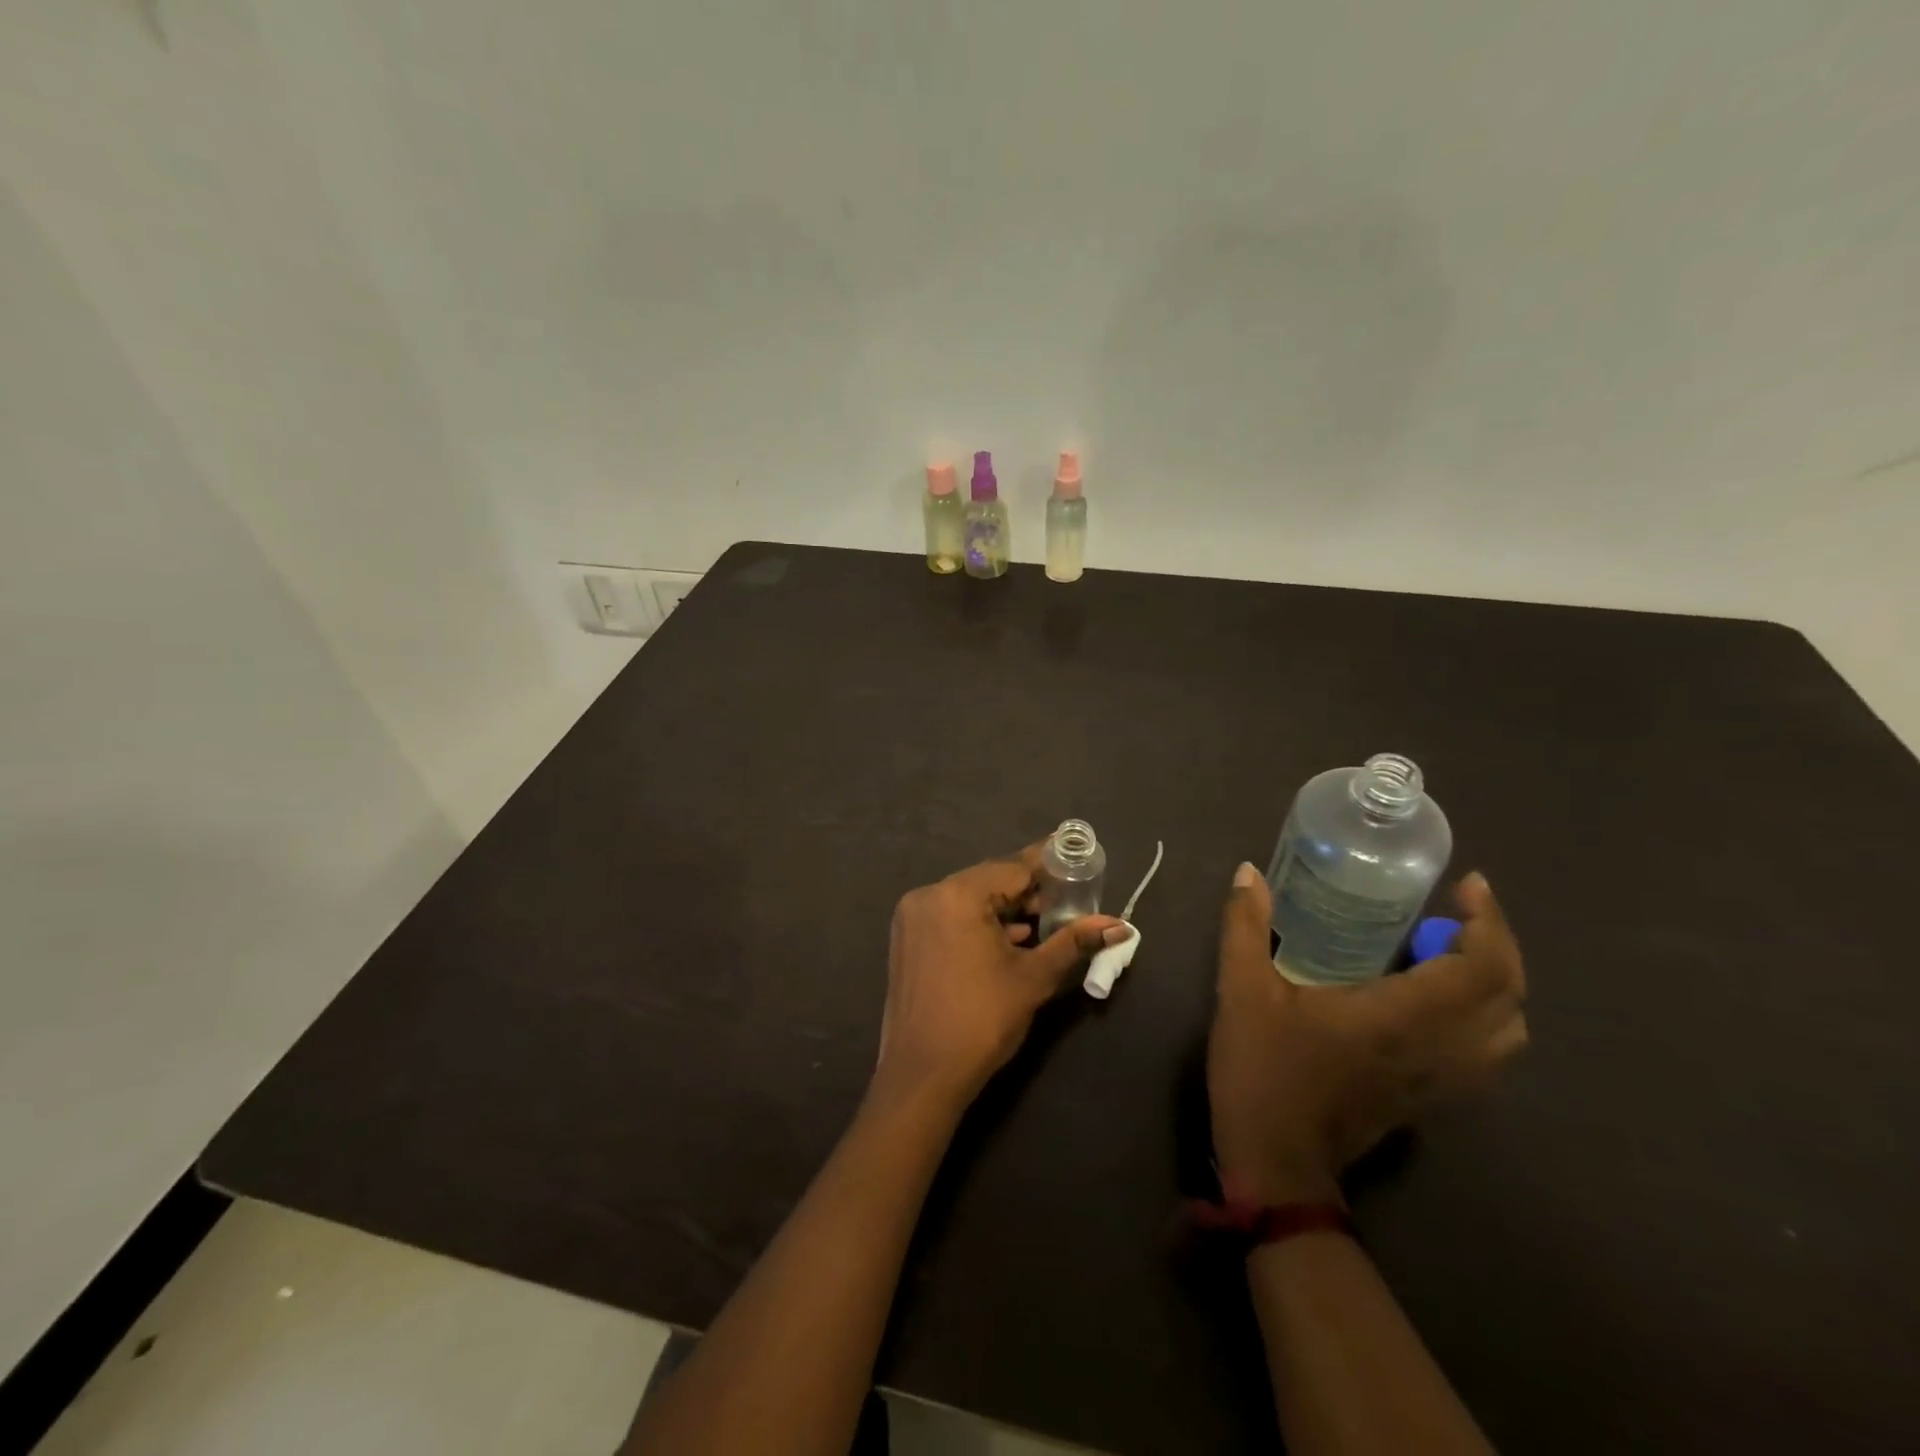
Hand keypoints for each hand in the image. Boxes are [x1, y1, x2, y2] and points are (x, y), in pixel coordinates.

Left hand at [876, 846, 1127, 1107]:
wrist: (921, 1075)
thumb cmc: (982, 1021)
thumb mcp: (1034, 978)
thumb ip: (1074, 942)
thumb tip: (1120, 925)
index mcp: (957, 895)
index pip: (1013, 867)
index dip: (1049, 864)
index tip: (1078, 858)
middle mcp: (929, 895)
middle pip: (990, 880)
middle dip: (1029, 891)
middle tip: (1068, 902)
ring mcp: (913, 917)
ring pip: (971, 899)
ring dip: (1006, 909)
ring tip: (1046, 923)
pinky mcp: (908, 938)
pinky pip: (952, 916)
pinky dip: (981, 923)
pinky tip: (1011, 941)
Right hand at [1208, 864, 1527, 1204]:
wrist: (1276, 1161)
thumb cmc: (1264, 1070)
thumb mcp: (1242, 990)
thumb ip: (1245, 926)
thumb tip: (1248, 872)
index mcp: (1403, 1018)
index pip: (1483, 969)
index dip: (1489, 922)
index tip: (1466, 886)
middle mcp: (1440, 1049)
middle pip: (1510, 996)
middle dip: (1497, 943)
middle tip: (1457, 910)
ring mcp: (1443, 1081)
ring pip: (1508, 1030)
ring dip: (1496, 982)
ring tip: (1451, 950)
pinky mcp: (1433, 1098)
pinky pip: (1487, 1053)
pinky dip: (1483, 1016)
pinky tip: (1436, 998)